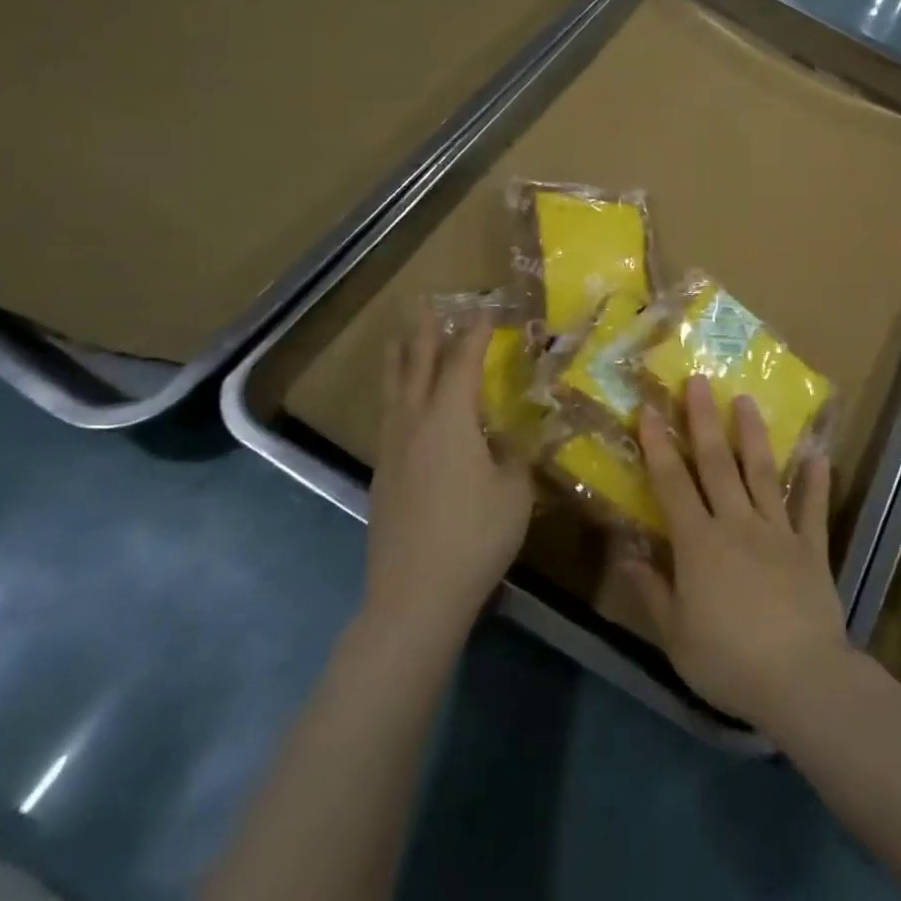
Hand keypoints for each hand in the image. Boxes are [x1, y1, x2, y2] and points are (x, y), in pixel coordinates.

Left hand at [364, 306, 534, 629]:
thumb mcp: (514, 492)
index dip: (475, 334)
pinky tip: (400, 404)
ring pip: (393, 391)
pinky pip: (389, 417)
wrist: (414, 595)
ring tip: (399, 338)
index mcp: (450, 420)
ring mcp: (393, 450)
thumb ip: (517, 457)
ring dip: (399, 359)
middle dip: (423, 333)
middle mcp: (415, 424)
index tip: (486, 309)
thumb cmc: (475, 536)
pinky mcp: (383, 475)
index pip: (463, 363)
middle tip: (425, 304)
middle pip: (416, 367)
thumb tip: (516, 438)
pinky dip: (396, 395)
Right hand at [621, 377, 850, 729]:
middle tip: (699, 380)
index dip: (659, 444)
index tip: (650, 408)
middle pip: (717, 463)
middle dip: (704, 419)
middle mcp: (737, 524)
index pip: (672, 483)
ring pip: (763, 473)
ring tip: (746, 400)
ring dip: (753, 434)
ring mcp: (778, 532)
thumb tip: (626, 555)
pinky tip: (818, 454)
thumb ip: (652, 592)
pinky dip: (816, 481)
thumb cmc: (729, 662)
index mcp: (699, 543)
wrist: (801, 680)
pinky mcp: (812, 548)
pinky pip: (813, 509)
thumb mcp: (676, 636)